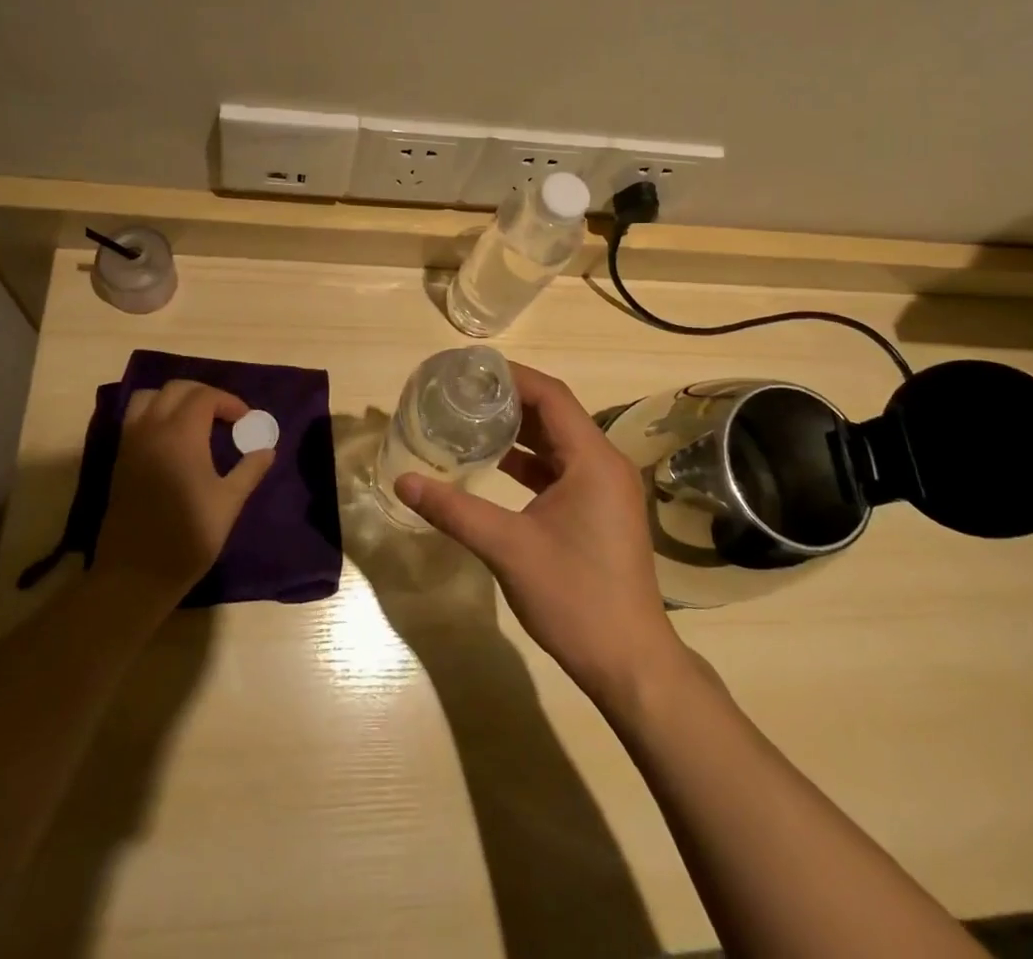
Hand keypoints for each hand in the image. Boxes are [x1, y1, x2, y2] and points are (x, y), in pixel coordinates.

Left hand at [91, 380, 274, 606]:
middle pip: (176, 389)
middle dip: (204, 395)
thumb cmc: (188, 537)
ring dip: (174, 399)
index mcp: (180, 435)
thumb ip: (249, 469)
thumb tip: (267, 449)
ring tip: (195, 420)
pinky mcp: (120, 460)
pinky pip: (135, 419)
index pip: (205, 396)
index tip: (245, 420)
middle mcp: (152, 430)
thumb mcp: (229, 502)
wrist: (135, 575)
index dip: (229, 401)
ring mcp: (131, 444)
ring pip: (148, 398)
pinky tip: (173, 440)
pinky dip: (155, 414)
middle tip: (225, 416)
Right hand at [394, 362, 686, 706]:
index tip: (470, 370)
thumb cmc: (574, 597)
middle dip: (510, 400)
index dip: (512, 377)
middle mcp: (604, 464)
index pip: (551, 396)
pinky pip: (562, 469)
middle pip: (555, 414)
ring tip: (472, 420)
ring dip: (520, 430)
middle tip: (463, 393)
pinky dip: (530, 461)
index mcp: (592, 460)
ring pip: (558, 442)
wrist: (629, 662)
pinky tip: (495, 464)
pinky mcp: (600, 510)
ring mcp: (605, 489)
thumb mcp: (507, 549)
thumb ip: (454, 511)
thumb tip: (403, 481)